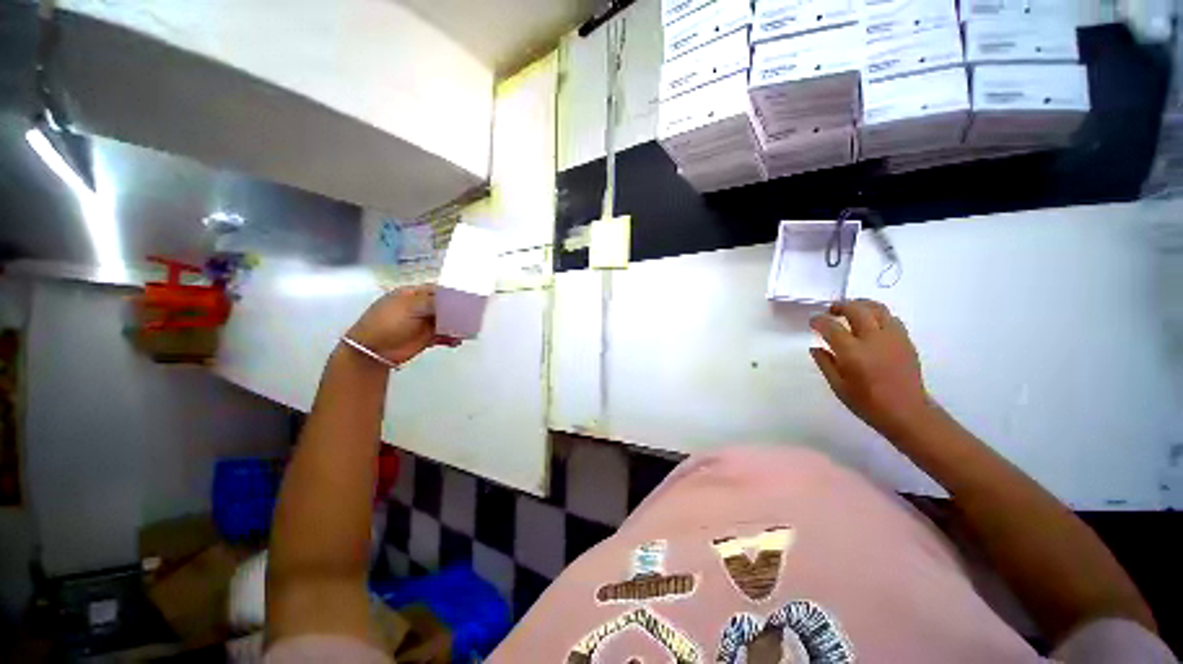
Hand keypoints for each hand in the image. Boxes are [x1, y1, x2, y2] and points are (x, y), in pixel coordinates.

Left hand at [346, 286, 459, 365]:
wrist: (373, 350)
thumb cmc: (388, 322)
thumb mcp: (410, 307)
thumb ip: (434, 301)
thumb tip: (454, 299)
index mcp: (414, 294)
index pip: (438, 290)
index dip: (453, 293)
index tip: (470, 297)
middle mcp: (420, 307)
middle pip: (446, 306)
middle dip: (459, 310)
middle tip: (474, 315)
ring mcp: (424, 322)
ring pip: (447, 321)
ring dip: (458, 325)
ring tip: (468, 330)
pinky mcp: (427, 337)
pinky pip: (444, 335)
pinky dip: (452, 338)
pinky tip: (457, 341)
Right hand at [809, 299, 934, 437]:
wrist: (907, 412)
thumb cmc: (868, 403)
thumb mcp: (838, 386)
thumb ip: (825, 364)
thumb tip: (815, 348)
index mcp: (853, 353)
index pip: (831, 327)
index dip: (818, 321)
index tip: (813, 321)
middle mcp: (873, 340)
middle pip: (856, 309)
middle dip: (840, 306)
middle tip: (831, 311)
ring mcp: (893, 338)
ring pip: (878, 308)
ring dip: (861, 305)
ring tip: (851, 310)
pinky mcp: (906, 341)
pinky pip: (891, 319)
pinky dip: (877, 315)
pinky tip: (871, 324)